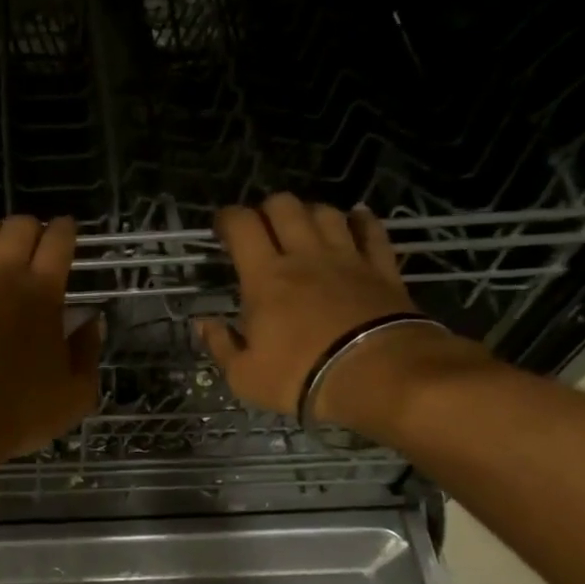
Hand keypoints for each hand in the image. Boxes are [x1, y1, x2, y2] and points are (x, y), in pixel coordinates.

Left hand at [0, 216, 101, 472]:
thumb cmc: (16, 414)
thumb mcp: (75, 396)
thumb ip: (88, 353)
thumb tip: (92, 322)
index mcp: (43, 293)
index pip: (58, 241)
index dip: (65, 229)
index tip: (67, 230)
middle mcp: (2, 275)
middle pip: (18, 226)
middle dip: (31, 227)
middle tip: (34, 242)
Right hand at [197, 194, 454, 431]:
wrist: (378, 377)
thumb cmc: (301, 376)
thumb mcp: (244, 376)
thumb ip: (220, 345)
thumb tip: (203, 323)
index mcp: (265, 277)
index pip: (242, 226)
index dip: (227, 219)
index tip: (221, 229)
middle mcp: (304, 256)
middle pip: (285, 207)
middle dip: (267, 209)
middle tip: (261, 229)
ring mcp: (347, 258)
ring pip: (326, 213)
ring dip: (310, 213)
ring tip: (303, 228)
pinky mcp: (381, 269)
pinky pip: (372, 232)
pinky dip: (362, 220)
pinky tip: (356, 218)